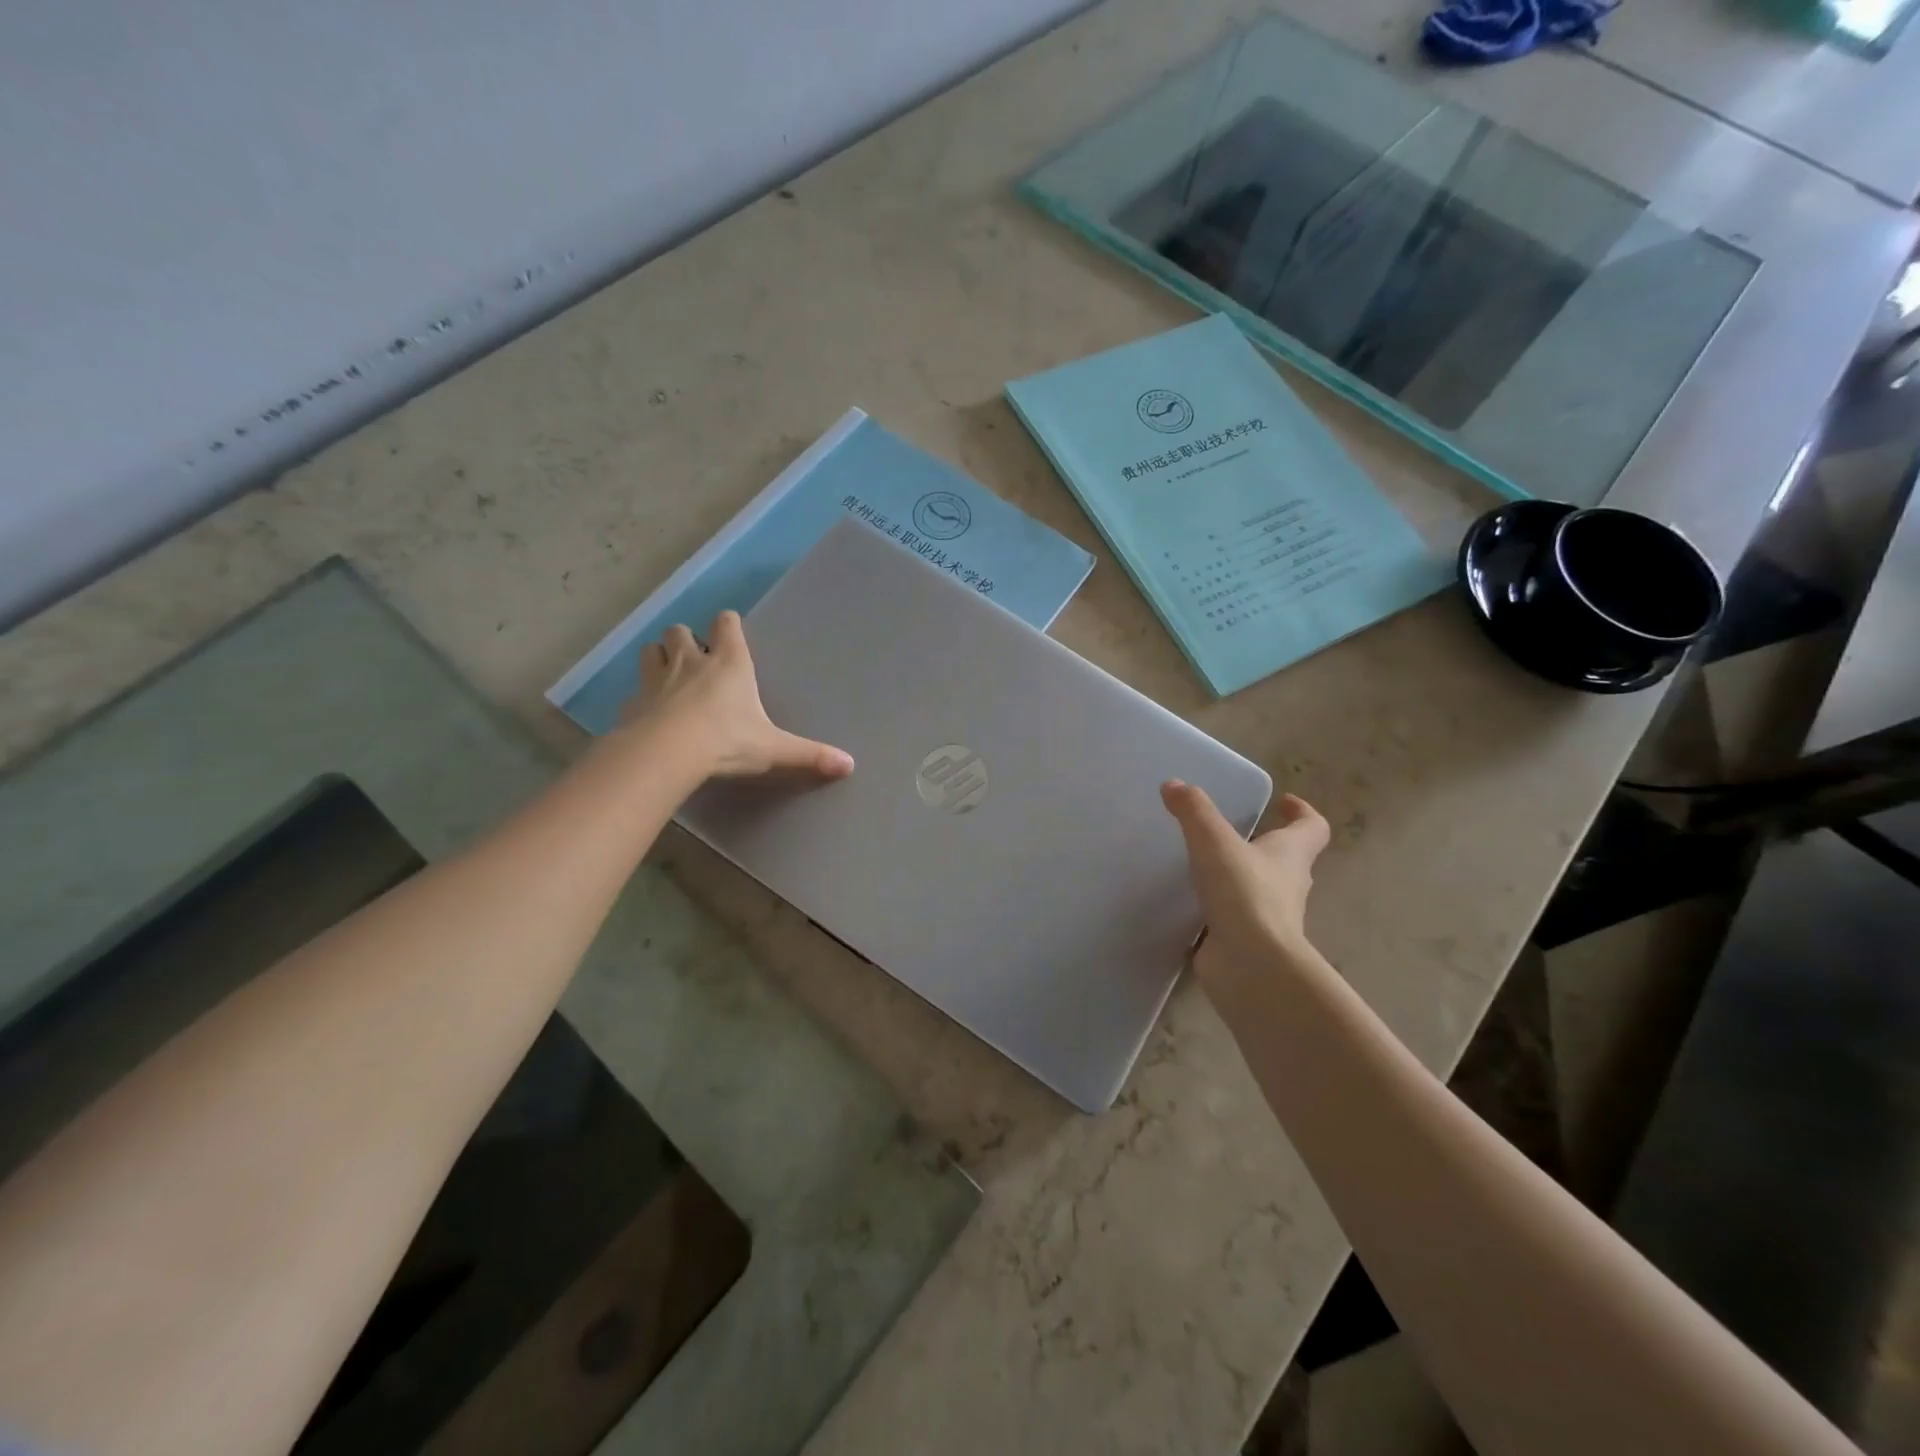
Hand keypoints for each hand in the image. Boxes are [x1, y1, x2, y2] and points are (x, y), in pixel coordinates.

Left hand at [624, 611, 854, 779]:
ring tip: (669, 676)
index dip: (728, 625)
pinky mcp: (633, 703)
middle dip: (687, 639)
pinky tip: (650, 714)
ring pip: (651, 651)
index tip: (731, 632)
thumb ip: (810, 755)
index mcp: (730, 663)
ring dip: (659, 658)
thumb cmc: (727, 741)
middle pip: (680, 631)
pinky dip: (643, 697)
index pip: (726, 623)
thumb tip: (850, 765)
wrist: (667, 754)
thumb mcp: (774, 749)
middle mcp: (691, 661)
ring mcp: (657, 679)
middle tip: (697, 659)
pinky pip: (636, 691)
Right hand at [1162, 781, 1329, 992]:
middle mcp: (1288, 886)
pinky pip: (1235, 921)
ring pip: (1261, 892)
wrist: (1250, 966)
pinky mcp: (1247, 944)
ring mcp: (1270, 919)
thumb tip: (1174, 785)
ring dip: (1242, 879)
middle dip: (1267, 846)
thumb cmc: (1244, 894)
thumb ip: (1194, 811)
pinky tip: (1191, 906)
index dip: (1302, 812)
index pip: (1312, 828)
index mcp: (1291, 855)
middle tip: (1236, 833)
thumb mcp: (1214, 841)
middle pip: (1289, 860)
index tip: (1284, 802)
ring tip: (1205, 867)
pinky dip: (1220, 912)